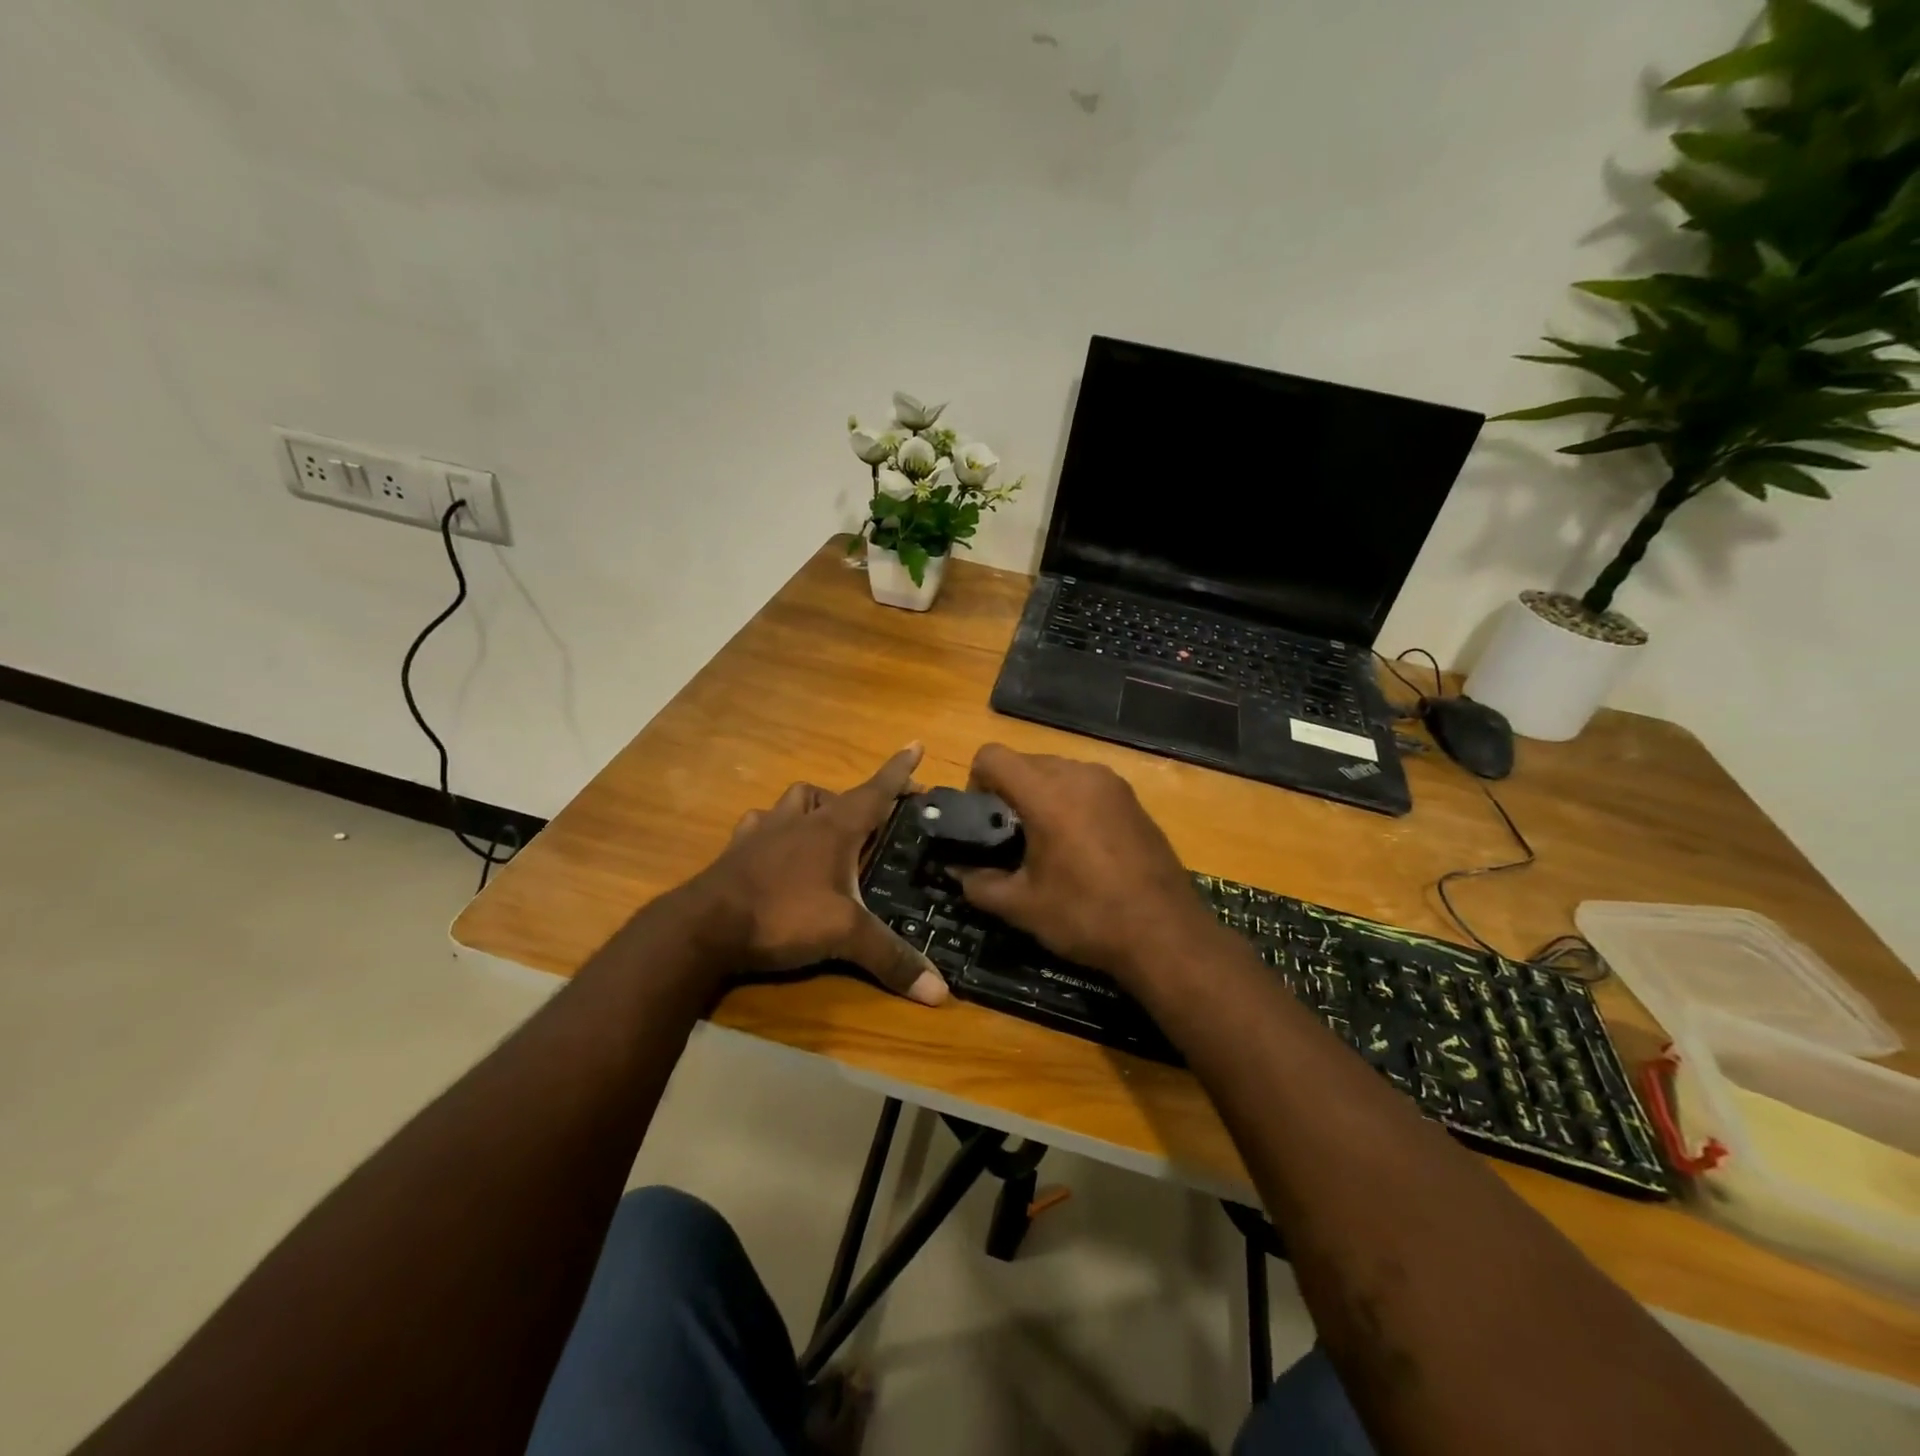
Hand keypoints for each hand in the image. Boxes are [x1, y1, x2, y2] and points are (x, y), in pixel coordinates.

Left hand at [690, 744, 947, 1005]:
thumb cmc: (783, 916)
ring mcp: (765, 831)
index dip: (899, 770)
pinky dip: (773, 828)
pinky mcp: (738, 850)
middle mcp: (801, 820)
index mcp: (834, 828)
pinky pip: (759, 825)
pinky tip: (775, 846)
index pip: (876, 791)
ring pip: (795, 800)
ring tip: (826, 826)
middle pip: (836, 794)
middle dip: (861, 798)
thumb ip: (891, 958)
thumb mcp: (845, 936)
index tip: (916, 744)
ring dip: (814, 805)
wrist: (704, 927)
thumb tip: (940, 991)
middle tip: (876, 818)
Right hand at [950, 744, 1219, 983]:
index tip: (981, 819)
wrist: (1166, 935)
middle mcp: (1080, 775)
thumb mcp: (1022, 906)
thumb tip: (956, 869)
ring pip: (1058, 771)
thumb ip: (978, 882)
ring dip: (1041, 795)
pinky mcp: (1133, 799)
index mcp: (1047, 793)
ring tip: (1046, 843)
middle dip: (1009, 791)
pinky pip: (1087, 786)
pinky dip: (1071, 803)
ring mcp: (1112, 784)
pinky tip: (1081, 847)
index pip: (992, 756)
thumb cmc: (1087, 917)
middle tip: (1009, 837)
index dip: (976, 782)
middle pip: (1026, 762)